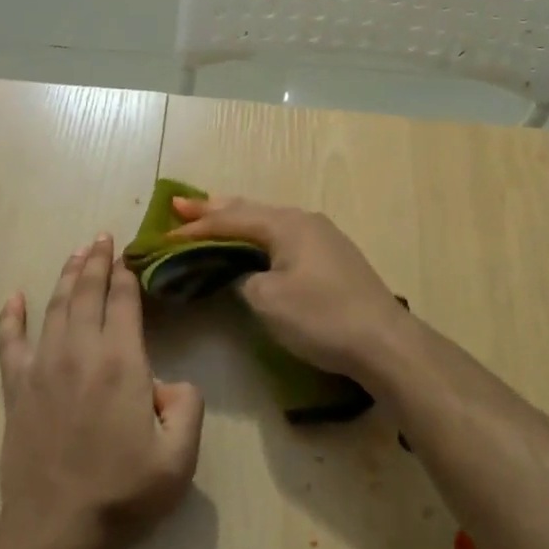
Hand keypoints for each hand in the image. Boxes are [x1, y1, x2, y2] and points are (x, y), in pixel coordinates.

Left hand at [0, 234, 203, 548]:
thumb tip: (171, 382)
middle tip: (101, 238)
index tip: (128, 255)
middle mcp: (80, 353)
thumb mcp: (180, 457)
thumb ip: (188, 407)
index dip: (127, 275)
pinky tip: (13, 298)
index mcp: (121, 363)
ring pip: (54, 308)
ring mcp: (42, 368)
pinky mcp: (16, 390)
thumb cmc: (123, 493)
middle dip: (96, 262)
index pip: (124, 303)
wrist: (57, 529)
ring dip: (65, 277)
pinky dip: (11, 318)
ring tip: (75, 254)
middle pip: (87, 293)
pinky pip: (10, 343)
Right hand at [169, 195, 416, 387]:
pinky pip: (284, 236)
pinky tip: (253, 242)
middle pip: (250, 210)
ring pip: (269, 222)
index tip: (164, 234)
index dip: (196, 228)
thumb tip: (239, 273)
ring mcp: (322, 236)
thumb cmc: (320, 317)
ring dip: (238, 220)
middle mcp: (304, 220)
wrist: (383, 342)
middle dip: (214, 209)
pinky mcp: (332, 257)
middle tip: (181, 206)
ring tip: (211, 215)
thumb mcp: (267, 300)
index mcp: (286, 224)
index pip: (230, 220)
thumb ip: (241, 279)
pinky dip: (259, 236)